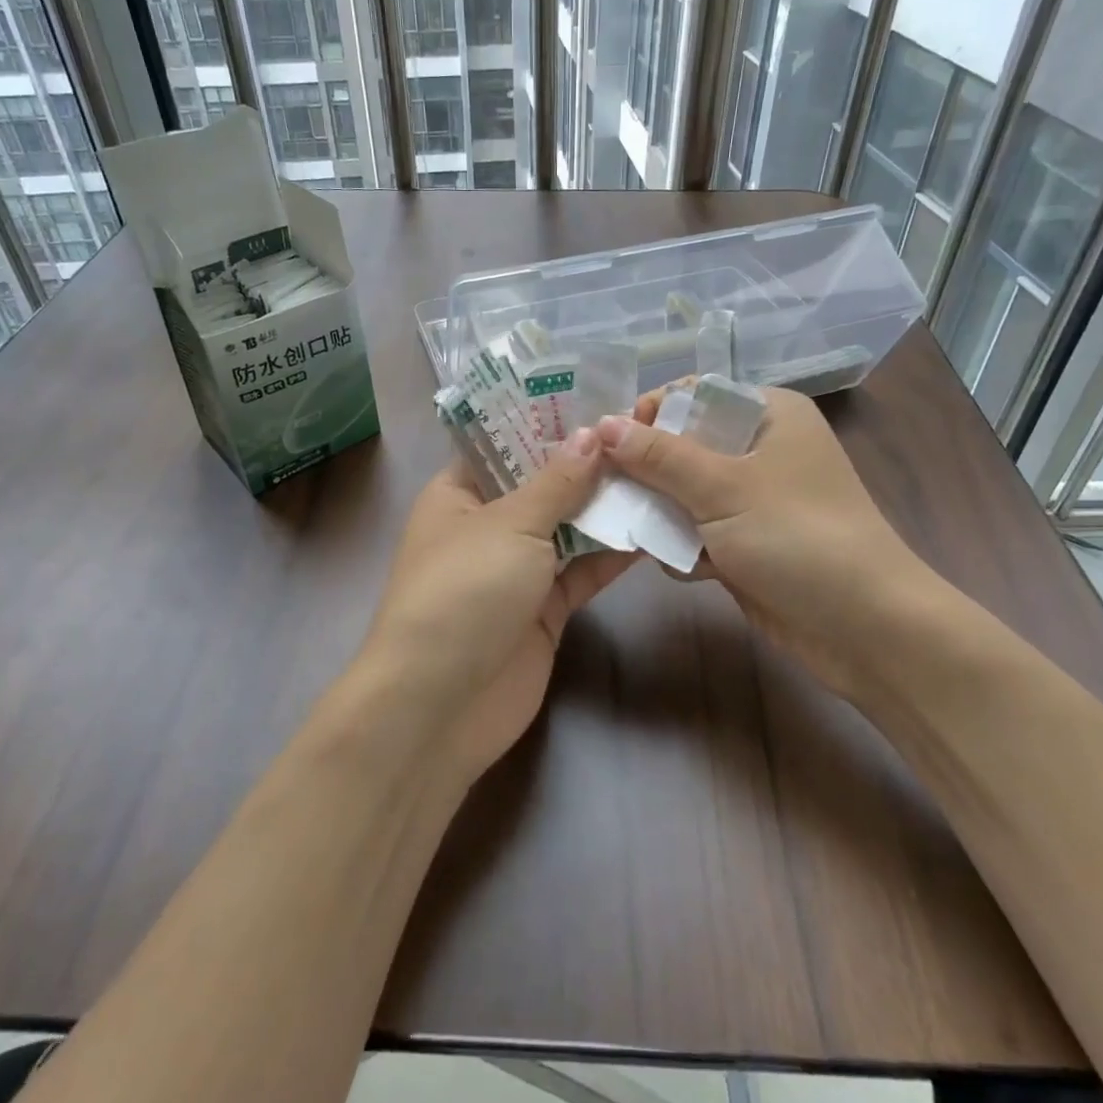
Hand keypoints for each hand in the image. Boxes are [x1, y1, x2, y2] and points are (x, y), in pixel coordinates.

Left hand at [358, 429, 635, 785]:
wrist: (442, 705)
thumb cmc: (463, 592)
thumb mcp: (509, 525)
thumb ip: (556, 482)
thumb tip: (591, 435)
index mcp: (459, 494)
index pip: (504, 444)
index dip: (546, 421)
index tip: (598, 398)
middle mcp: (487, 525)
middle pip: (543, 484)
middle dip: (588, 462)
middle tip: (645, 429)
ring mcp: (518, 569)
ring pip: (569, 527)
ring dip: (607, 505)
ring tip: (660, 469)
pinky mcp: (546, 608)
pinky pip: (584, 570)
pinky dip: (614, 552)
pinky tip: (654, 526)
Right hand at [594, 387, 945, 696]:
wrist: (866, 629)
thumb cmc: (799, 537)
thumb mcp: (724, 488)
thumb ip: (659, 456)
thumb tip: (602, 424)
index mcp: (768, 414)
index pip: (693, 395)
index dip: (650, 413)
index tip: (608, 443)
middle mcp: (760, 448)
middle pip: (683, 445)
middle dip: (646, 470)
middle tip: (605, 488)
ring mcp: (754, 498)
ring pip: (684, 491)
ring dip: (659, 512)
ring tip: (632, 529)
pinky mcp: (746, 542)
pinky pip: (697, 530)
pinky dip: (682, 546)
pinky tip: (680, 566)